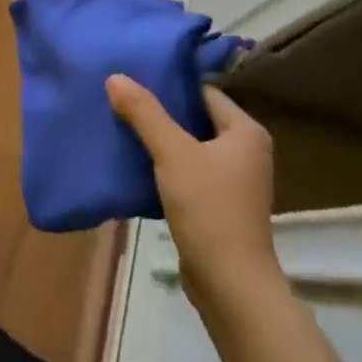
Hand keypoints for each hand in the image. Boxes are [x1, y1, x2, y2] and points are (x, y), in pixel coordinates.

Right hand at [107, 75, 283, 310]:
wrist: (230, 285)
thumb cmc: (209, 208)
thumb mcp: (172, 153)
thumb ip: (144, 113)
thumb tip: (115, 76)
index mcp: (246, 131)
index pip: (203, 92)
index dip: (170, 84)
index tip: (135, 77)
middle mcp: (246, 151)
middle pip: (195, 118)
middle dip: (160, 111)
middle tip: (122, 98)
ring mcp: (234, 180)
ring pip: (189, 146)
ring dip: (160, 139)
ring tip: (122, 125)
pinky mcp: (219, 204)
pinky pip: (188, 171)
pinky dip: (165, 165)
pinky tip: (135, 162)